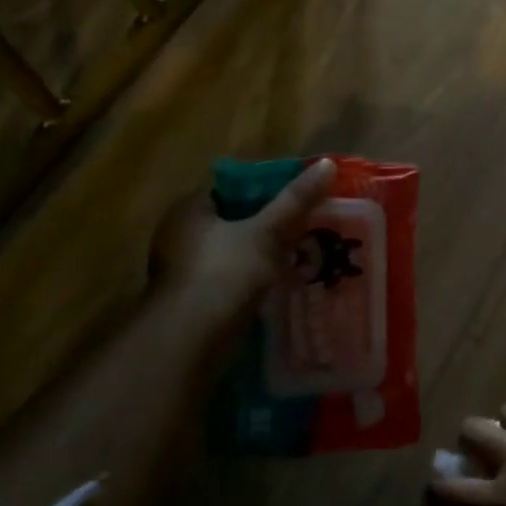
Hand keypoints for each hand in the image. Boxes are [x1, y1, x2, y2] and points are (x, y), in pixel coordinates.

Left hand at [147, 157, 334, 351]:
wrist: (191, 342)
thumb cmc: (223, 274)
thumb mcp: (266, 232)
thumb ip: (295, 201)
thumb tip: (327, 163)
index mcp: (188, 211)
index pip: (228, 189)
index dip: (263, 189)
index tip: (296, 196)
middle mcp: (179, 238)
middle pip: (232, 223)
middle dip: (267, 225)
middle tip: (305, 224)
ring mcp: (184, 274)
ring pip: (233, 255)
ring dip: (262, 256)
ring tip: (302, 254)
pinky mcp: (195, 304)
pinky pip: (232, 282)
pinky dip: (254, 283)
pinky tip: (282, 286)